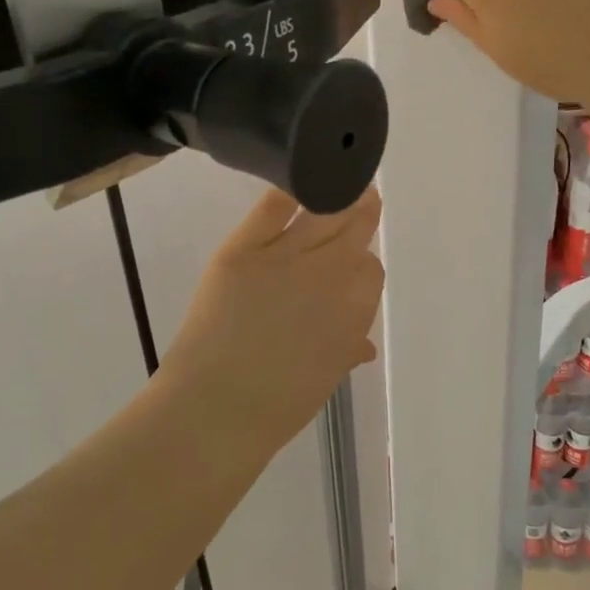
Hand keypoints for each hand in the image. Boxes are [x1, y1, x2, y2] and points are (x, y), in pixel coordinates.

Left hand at [159, 185, 383, 450]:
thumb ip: (345, 351)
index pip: (370, 271)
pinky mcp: (243, 248)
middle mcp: (329, 273)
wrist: (218, 406)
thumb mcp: (325, 378)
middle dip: (363, 214)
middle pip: (354, 232)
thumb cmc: (279, 405)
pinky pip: (271, 208)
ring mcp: (285, 255)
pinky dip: (287, 193)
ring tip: (343, 183)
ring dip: (337, 198)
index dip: (364, 266)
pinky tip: (296, 185)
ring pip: (321, 214)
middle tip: (366, 197)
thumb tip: (362, 346)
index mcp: (354, 309)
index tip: (358, 263)